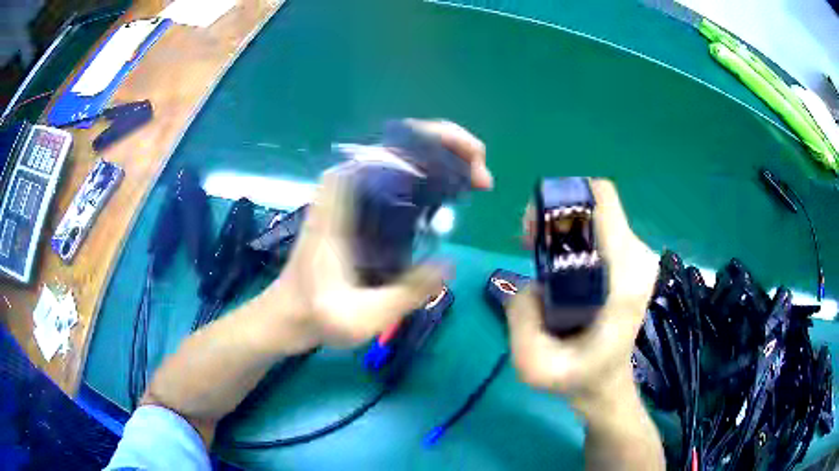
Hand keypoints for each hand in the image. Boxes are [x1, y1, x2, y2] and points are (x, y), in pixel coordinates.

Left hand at [263, 119, 491, 351]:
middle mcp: (349, 182)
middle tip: (483, 180)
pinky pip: (402, 177)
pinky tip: (451, 197)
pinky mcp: (361, 203)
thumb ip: (407, 293)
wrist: (290, 313)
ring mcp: (355, 190)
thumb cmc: (318, 313)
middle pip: (408, 142)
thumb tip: (449, 264)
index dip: (442, 141)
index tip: (474, 167)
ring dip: (446, 162)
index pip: (397, 143)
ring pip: (408, 156)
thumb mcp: (362, 315)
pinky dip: (431, 178)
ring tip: (476, 184)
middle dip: (452, 150)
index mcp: (344, 194)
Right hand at [508, 180, 657, 413]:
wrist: (608, 384)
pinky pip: (600, 229)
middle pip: (595, 203)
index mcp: (624, 278)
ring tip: (542, 259)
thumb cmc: (577, 378)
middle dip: (556, 216)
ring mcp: (639, 257)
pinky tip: (559, 266)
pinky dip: (574, 236)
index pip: (601, 200)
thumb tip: (529, 282)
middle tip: (531, 246)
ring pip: (596, 215)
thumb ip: (521, 318)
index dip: (560, 202)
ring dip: (563, 227)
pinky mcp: (633, 260)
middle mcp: (638, 258)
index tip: (535, 233)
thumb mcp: (534, 365)